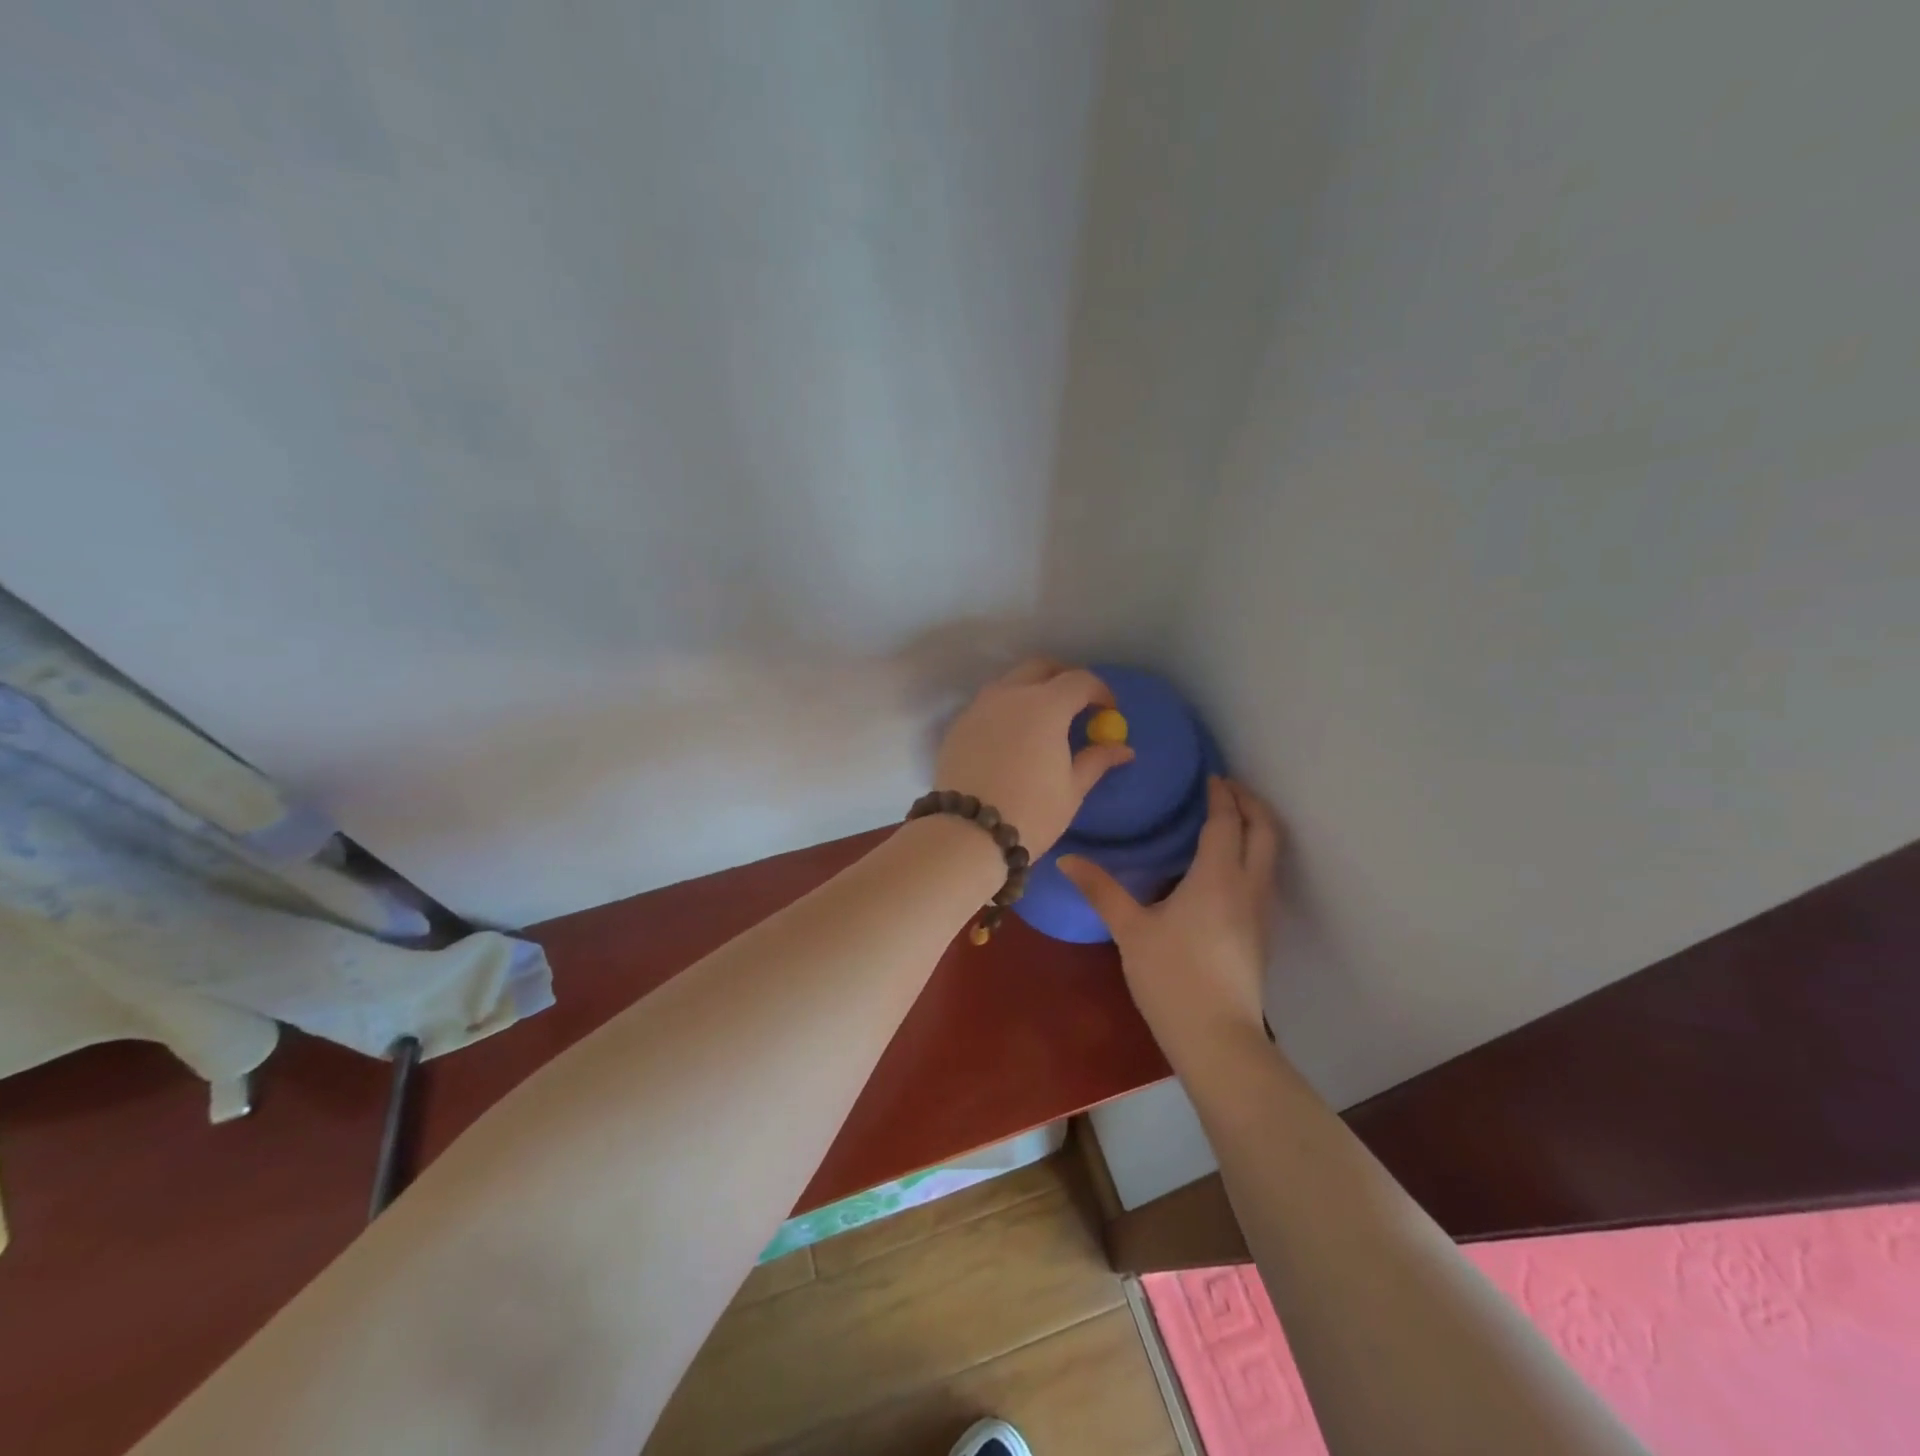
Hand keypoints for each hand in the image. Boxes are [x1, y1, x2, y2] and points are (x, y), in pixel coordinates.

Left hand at [933, 659, 1135, 855]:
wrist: (968, 833)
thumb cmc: (1031, 812)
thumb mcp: (1072, 789)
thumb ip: (1096, 760)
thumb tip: (1123, 749)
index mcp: (1045, 706)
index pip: (1079, 681)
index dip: (1100, 692)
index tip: (1108, 711)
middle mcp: (1010, 695)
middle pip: (1040, 668)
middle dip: (1063, 678)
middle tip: (1076, 704)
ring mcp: (979, 708)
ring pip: (1009, 682)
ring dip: (1031, 689)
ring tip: (1042, 720)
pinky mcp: (959, 726)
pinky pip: (987, 704)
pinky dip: (1005, 709)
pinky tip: (1012, 737)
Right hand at [1060, 777, 1280, 1053]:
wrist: (1217, 1038)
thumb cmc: (1171, 977)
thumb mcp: (1130, 929)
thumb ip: (1101, 889)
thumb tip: (1066, 858)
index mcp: (1218, 877)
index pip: (1226, 822)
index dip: (1220, 795)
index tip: (1210, 776)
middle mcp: (1248, 887)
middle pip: (1264, 831)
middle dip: (1250, 803)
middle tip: (1226, 788)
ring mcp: (1261, 912)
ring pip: (1271, 855)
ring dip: (1256, 828)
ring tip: (1229, 819)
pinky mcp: (1262, 933)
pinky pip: (1265, 877)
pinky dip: (1254, 855)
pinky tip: (1225, 868)